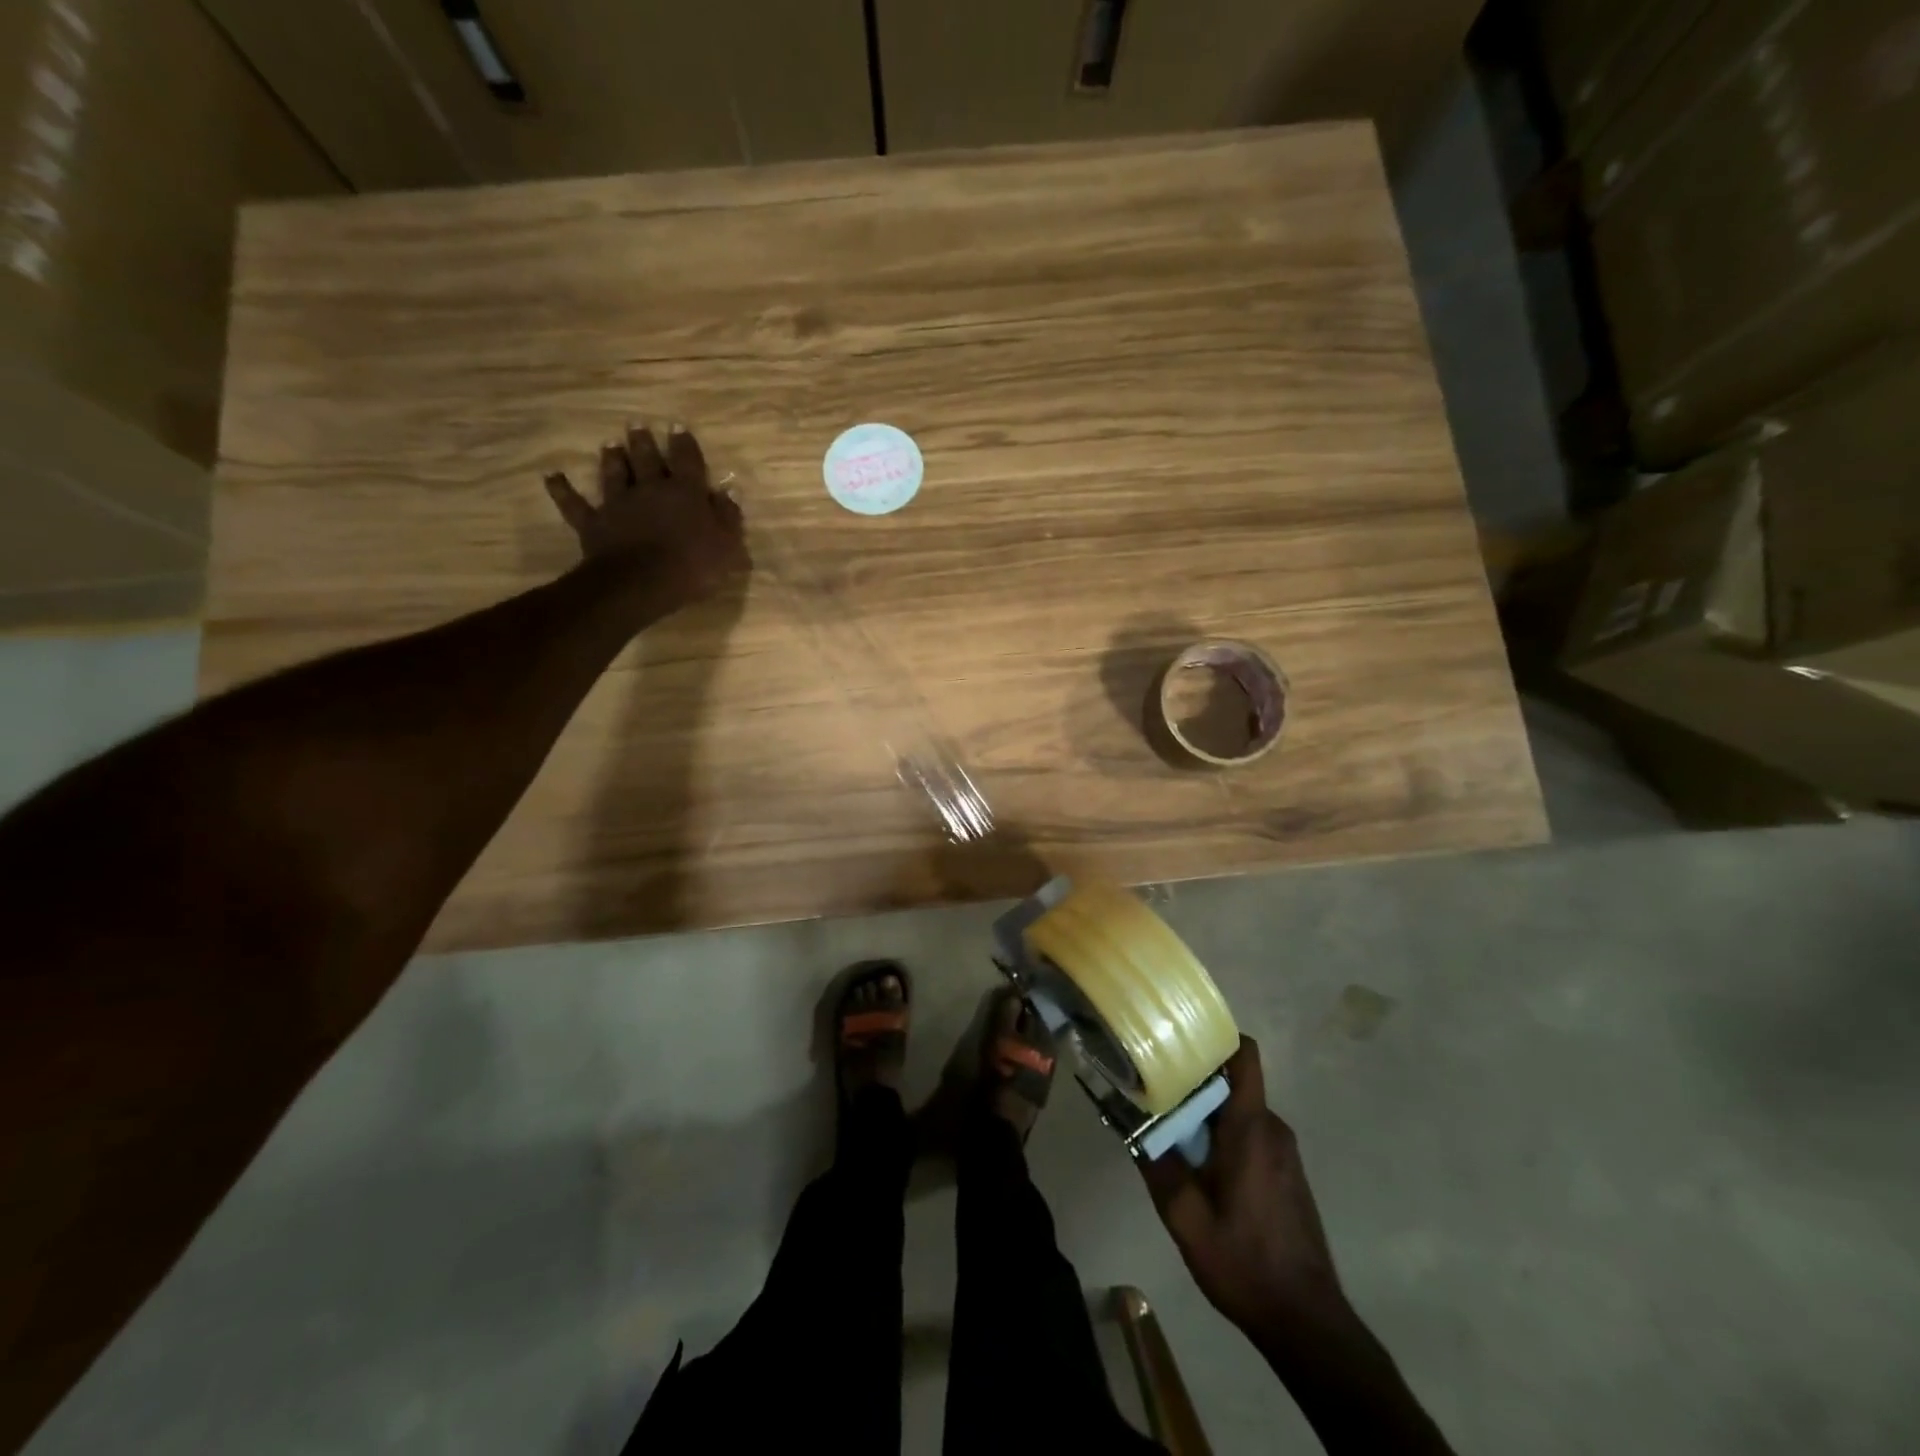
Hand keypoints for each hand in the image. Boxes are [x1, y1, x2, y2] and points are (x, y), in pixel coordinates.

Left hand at [545, 423, 749, 608]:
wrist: (641, 582)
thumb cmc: (693, 565)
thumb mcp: (726, 544)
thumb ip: (728, 517)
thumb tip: (728, 492)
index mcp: (686, 493)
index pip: (687, 461)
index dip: (684, 444)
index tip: (678, 427)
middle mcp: (650, 489)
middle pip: (646, 459)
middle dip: (643, 442)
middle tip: (637, 425)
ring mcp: (619, 504)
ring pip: (614, 474)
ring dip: (612, 459)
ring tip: (609, 444)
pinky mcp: (594, 523)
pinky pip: (575, 504)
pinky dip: (563, 490)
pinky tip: (552, 477)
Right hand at [1140, 1037, 1347, 1344]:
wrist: (1307, 1323)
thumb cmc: (1245, 1262)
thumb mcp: (1185, 1218)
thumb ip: (1157, 1164)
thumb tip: (1129, 1123)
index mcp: (1251, 1128)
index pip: (1244, 1056)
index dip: (1215, 1037)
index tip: (1178, 1038)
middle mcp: (1273, 1129)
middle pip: (1232, 1083)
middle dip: (1194, 1083)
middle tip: (1153, 1092)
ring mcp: (1285, 1153)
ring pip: (1239, 1111)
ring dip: (1206, 1116)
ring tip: (1169, 1132)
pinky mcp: (1287, 1174)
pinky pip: (1251, 1136)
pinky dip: (1223, 1137)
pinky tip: (1199, 1168)